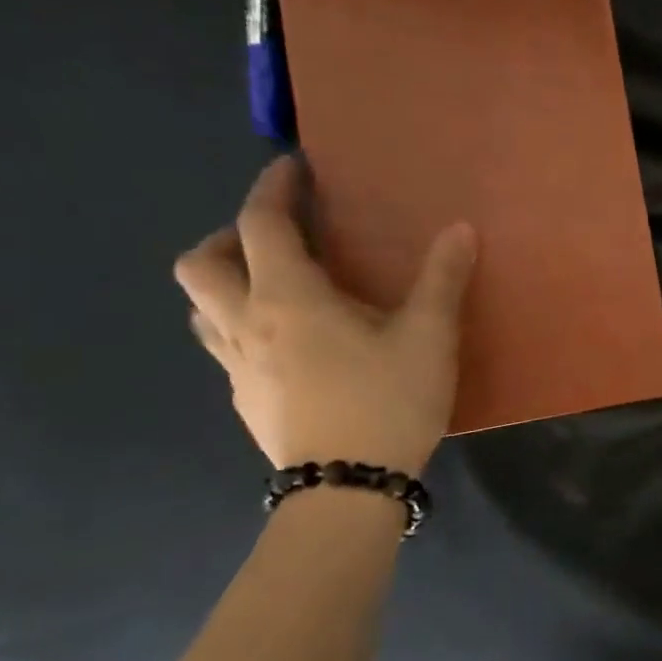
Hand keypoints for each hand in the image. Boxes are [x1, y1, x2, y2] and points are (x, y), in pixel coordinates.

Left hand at [173, 156, 477, 473]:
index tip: (292, 169)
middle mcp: (246, 324)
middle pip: (201, 264)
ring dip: (226, 283)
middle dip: (229, 236)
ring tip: (274, 287)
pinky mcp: (244, 401)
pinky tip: (289, 345)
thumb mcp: (429, 337)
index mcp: (287, 298)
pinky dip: (242, 325)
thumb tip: (460, 230)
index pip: (260, 224)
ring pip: (201, 309)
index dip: (273, 188)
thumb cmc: (387, 402)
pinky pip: (223, 346)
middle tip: (276, 237)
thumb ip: (442, 279)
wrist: (347, 491)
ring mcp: (237, 367)